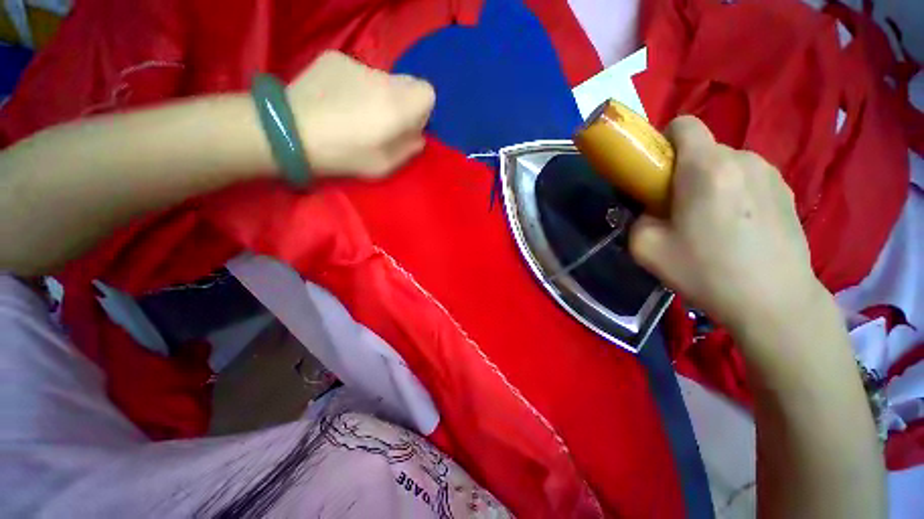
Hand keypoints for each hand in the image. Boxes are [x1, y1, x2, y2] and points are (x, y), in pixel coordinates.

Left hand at [287, 51, 434, 177]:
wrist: (290, 132)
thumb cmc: (344, 154)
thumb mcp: (385, 166)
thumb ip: (409, 149)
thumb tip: (418, 136)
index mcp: (398, 106)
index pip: (428, 93)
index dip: (421, 111)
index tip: (407, 126)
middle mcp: (383, 79)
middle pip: (407, 83)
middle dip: (402, 102)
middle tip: (382, 121)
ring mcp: (357, 64)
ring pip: (382, 78)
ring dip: (378, 94)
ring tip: (354, 112)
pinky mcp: (334, 58)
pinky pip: (357, 72)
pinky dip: (355, 86)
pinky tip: (336, 101)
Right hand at [628, 116, 826, 337]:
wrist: (774, 303)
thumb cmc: (706, 272)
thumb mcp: (647, 248)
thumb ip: (637, 219)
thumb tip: (648, 211)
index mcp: (706, 169)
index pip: (684, 125)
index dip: (663, 141)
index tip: (656, 172)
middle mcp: (742, 159)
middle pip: (703, 149)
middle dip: (683, 170)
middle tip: (677, 207)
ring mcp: (770, 173)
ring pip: (726, 164)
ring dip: (709, 182)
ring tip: (709, 220)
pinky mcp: (786, 191)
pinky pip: (747, 178)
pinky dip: (733, 192)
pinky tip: (736, 227)